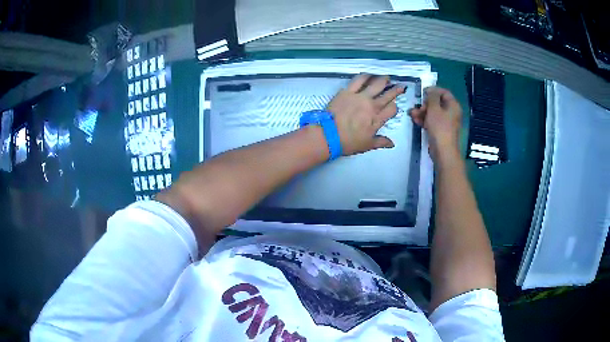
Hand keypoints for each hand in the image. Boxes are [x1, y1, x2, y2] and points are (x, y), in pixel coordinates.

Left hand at [327, 74, 404, 155]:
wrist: (328, 135)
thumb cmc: (348, 142)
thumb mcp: (367, 145)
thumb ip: (381, 142)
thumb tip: (392, 144)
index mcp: (377, 119)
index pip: (391, 109)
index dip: (395, 107)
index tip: (394, 106)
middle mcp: (371, 105)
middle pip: (387, 95)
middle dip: (396, 90)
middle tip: (401, 86)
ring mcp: (359, 97)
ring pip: (375, 84)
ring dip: (382, 80)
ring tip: (386, 77)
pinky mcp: (347, 91)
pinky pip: (358, 80)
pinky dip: (365, 76)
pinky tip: (368, 74)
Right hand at [409, 87, 462, 165]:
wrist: (443, 151)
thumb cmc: (440, 127)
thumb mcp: (434, 108)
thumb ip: (431, 97)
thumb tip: (430, 90)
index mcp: (453, 105)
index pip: (444, 92)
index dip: (433, 90)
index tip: (422, 92)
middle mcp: (451, 112)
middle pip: (437, 103)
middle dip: (425, 104)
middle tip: (417, 107)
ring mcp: (446, 122)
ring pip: (433, 112)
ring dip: (422, 112)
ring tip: (412, 114)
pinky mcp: (440, 130)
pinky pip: (432, 121)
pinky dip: (424, 119)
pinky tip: (415, 120)